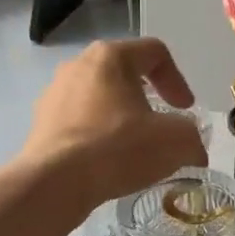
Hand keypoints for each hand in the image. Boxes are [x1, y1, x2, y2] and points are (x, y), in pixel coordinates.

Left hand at [19, 38, 207, 216]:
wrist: (54, 182)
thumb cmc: (117, 148)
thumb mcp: (174, 141)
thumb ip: (192, 137)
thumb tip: (194, 149)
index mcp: (110, 56)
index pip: (155, 52)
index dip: (178, 79)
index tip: (185, 110)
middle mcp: (78, 65)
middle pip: (124, 72)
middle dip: (147, 97)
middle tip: (160, 123)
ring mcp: (54, 93)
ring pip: (99, 97)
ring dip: (120, 117)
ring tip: (132, 146)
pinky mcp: (41, 123)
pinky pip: (78, 121)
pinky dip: (97, 135)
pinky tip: (106, 162)